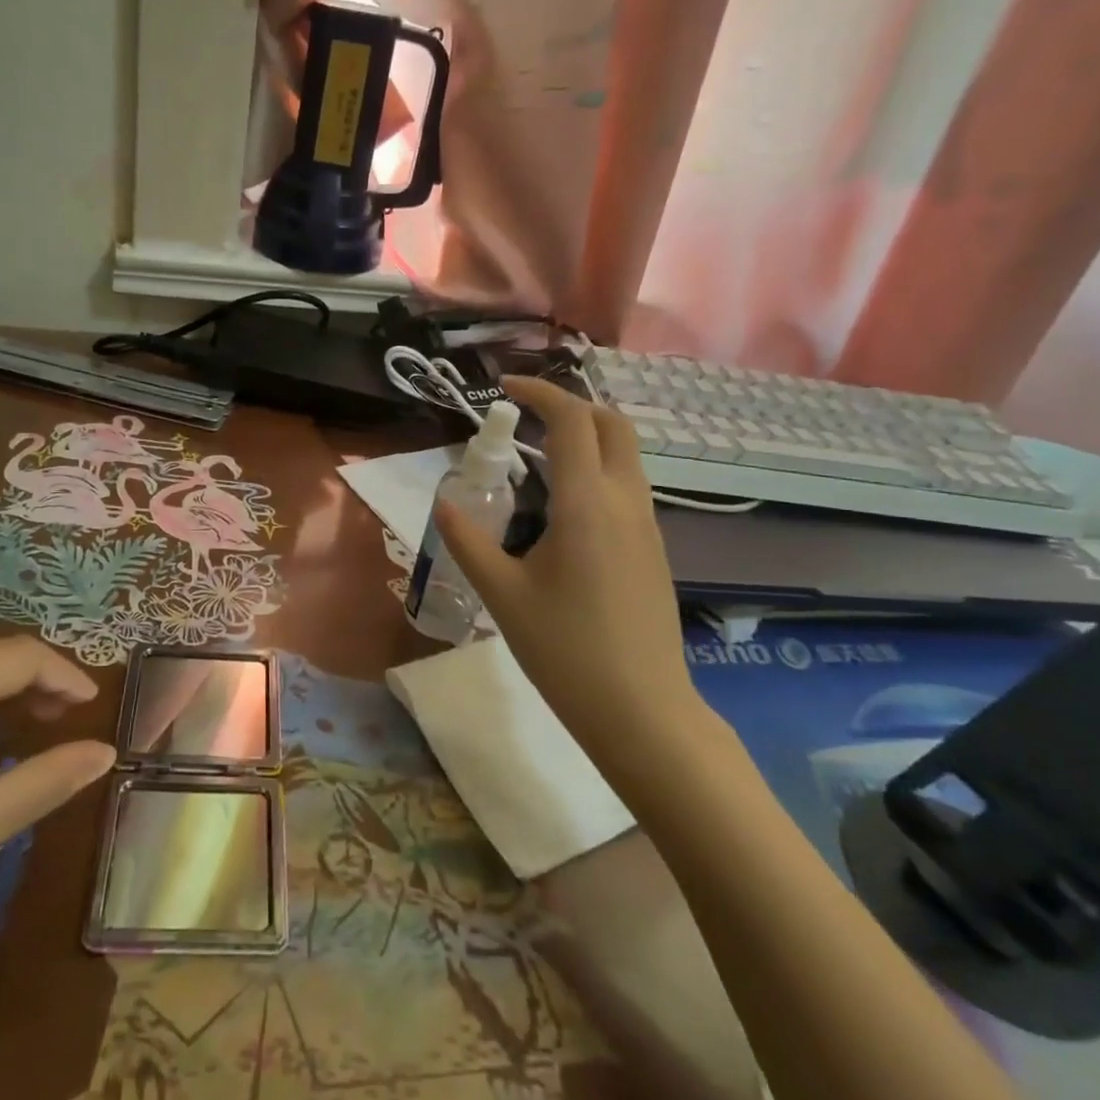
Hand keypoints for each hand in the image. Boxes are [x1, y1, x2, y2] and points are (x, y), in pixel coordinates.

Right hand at [435, 376, 711, 771]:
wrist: (642, 711)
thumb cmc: (565, 651)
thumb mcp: (502, 594)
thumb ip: (468, 540)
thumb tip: (444, 502)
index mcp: (587, 505)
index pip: (571, 421)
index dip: (539, 393)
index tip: (504, 388)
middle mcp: (626, 502)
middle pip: (612, 424)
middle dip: (571, 405)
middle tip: (527, 415)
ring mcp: (648, 525)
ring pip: (626, 455)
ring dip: (587, 437)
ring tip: (538, 457)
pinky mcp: (654, 549)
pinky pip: (629, 486)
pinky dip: (598, 469)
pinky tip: (564, 507)